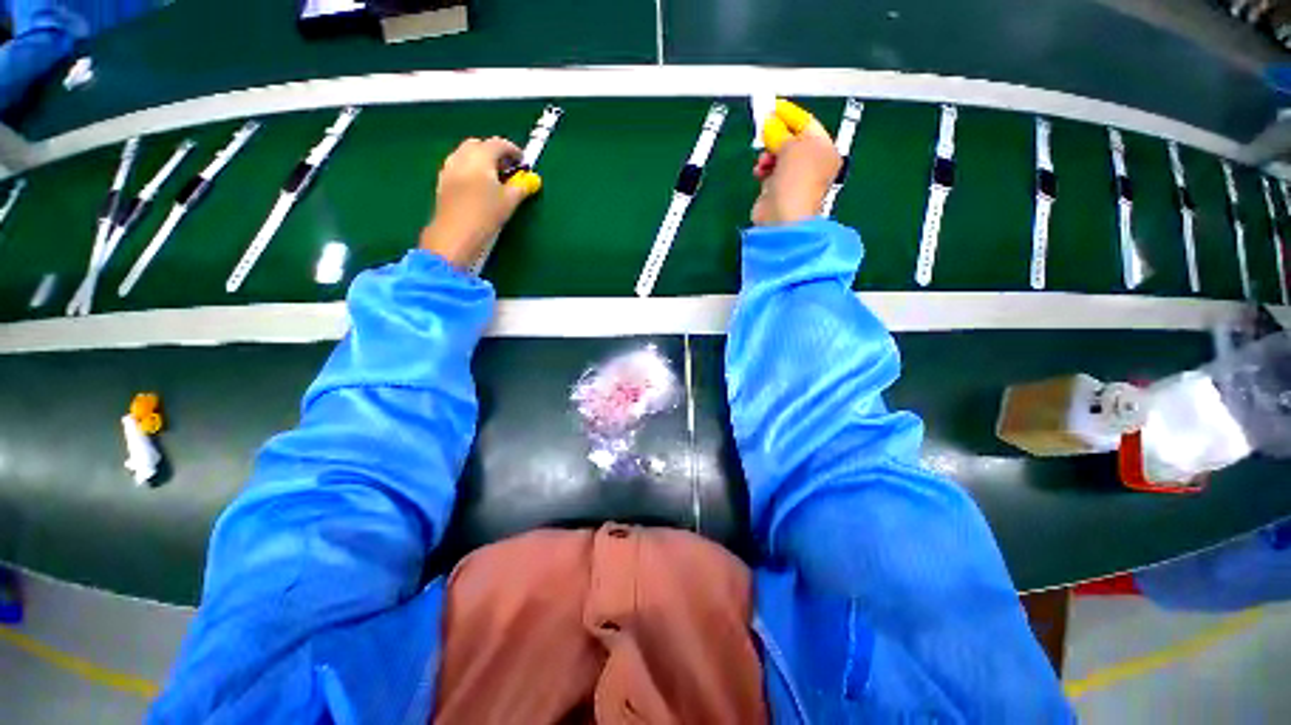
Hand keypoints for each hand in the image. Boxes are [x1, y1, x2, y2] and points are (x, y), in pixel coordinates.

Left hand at [419, 137, 541, 267]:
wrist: (455, 235)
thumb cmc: (485, 216)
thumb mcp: (509, 202)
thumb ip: (521, 187)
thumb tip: (529, 181)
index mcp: (480, 157)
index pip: (498, 144)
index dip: (513, 150)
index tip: (523, 161)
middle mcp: (461, 157)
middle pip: (479, 145)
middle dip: (495, 153)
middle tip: (508, 169)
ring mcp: (449, 168)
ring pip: (466, 155)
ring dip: (481, 161)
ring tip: (494, 179)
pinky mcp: (443, 182)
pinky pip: (458, 167)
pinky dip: (470, 170)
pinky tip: (478, 187)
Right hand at [751, 104, 840, 226]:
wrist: (783, 217)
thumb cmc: (796, 181)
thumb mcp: (792, 146)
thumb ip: (781, 132)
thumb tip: (770, 124)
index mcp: (824, 150)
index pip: (807, 124)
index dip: (789, 114)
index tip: (773, 106)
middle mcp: (812, 163)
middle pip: (791, 140)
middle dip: (776, 135)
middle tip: (764, 130)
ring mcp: (794, 178)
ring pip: (778, 156)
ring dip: (768, 153)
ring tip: (764, 158)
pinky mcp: (777, 190)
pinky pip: (769, 172)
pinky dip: (763, 168)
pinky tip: (760, 170)